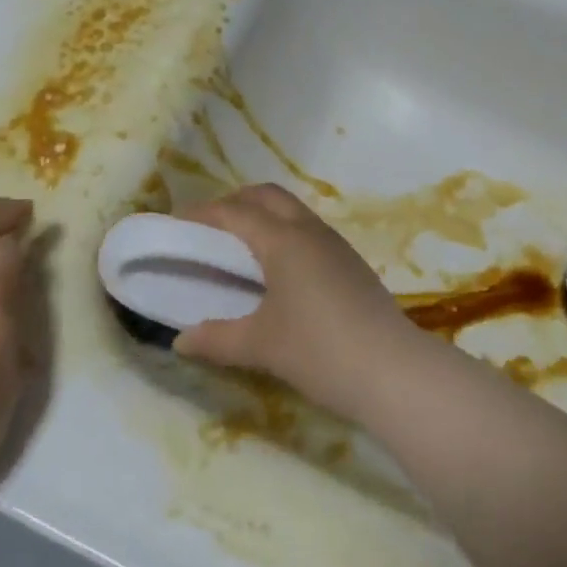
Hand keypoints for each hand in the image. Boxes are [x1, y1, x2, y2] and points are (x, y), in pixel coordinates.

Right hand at [172, 185, 415, 420]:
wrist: (392, 370)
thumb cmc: (319, 351)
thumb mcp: (260, 346)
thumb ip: (216, 339)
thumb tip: (180, 340)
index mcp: (283, 240)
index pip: (234, 212)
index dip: (201, 214)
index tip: (175, 223)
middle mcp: (310, 230)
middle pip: (266, 196)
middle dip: (234, 203)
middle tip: (207, 230)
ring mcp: (335, 244)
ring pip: (291, 211)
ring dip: (262, 216)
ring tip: (237, 249)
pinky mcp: (350, 263)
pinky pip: (307, 231)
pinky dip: (282, 234)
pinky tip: (276, 271)